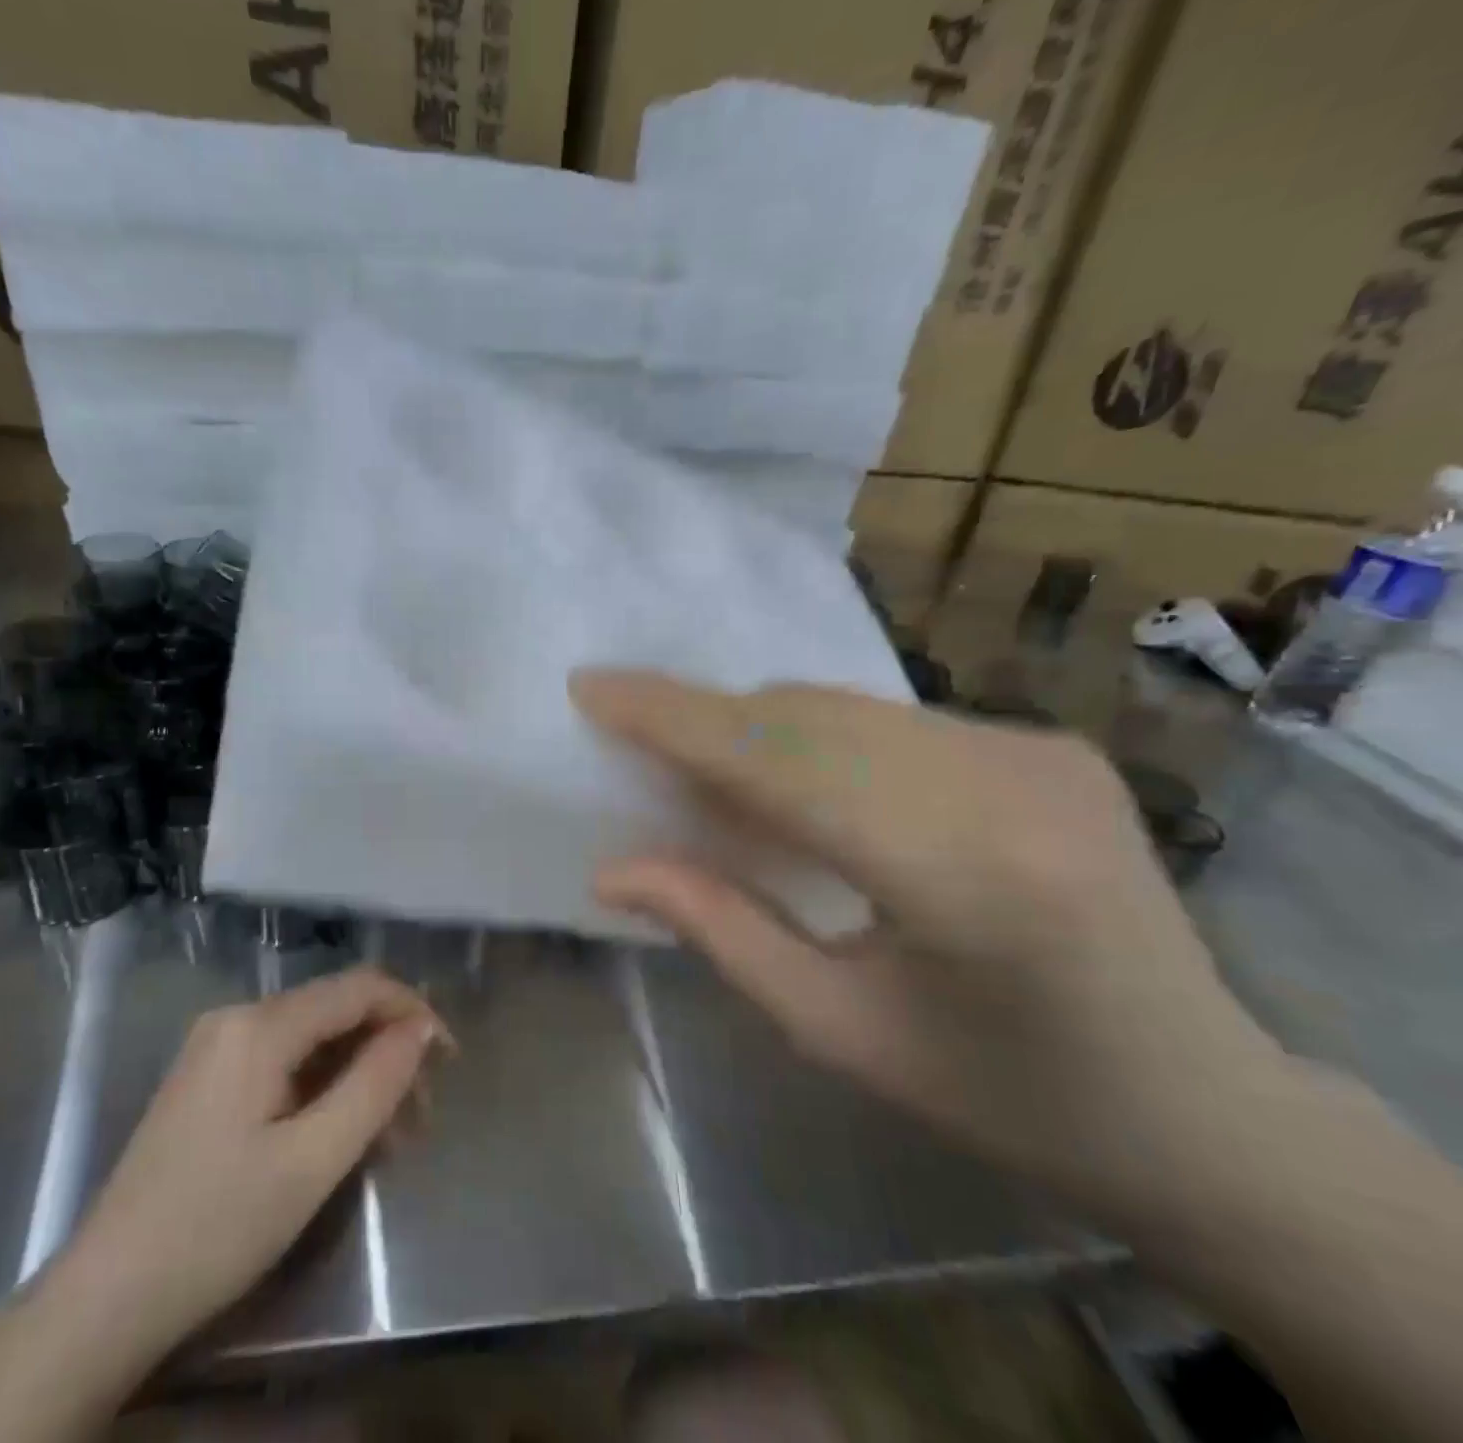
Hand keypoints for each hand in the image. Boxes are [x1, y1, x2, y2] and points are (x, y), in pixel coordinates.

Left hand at [0, 969, 445, 1442]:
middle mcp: (237, 1017)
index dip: (412, 1012)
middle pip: (336, 1012)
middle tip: (421, 1115)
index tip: (449, 1058)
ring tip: (392, 1136)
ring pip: (313, 1040)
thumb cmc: (216, 1227)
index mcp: (258, 1025)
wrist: (106, 1298)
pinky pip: (285, 1062)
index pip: (358, 987)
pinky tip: (344, 1132)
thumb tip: (422, 1030)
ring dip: (359, 1075)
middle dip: (387, 1052)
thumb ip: (374, 1085)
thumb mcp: (312, 1161)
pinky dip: (325, 1088)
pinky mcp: (210, 1078)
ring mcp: (218, 1046)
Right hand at [569, 669, 1286, 1223]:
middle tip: (632, 741)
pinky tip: (796, 783)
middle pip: (808, 717)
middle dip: (704, 721)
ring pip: (845, 707)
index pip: (782, 761)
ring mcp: (1038, 750)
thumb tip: (611, 870)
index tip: (592, 686)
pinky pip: (889, 720)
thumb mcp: (837, 1030)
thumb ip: (720, 929)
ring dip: (757, 728)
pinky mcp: (1047, 743)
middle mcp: (1008, 782)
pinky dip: (817, 737)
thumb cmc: (1003, 1097)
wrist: (1204, 1109)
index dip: (675, 718)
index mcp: (963, 874)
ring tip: (703, 772)